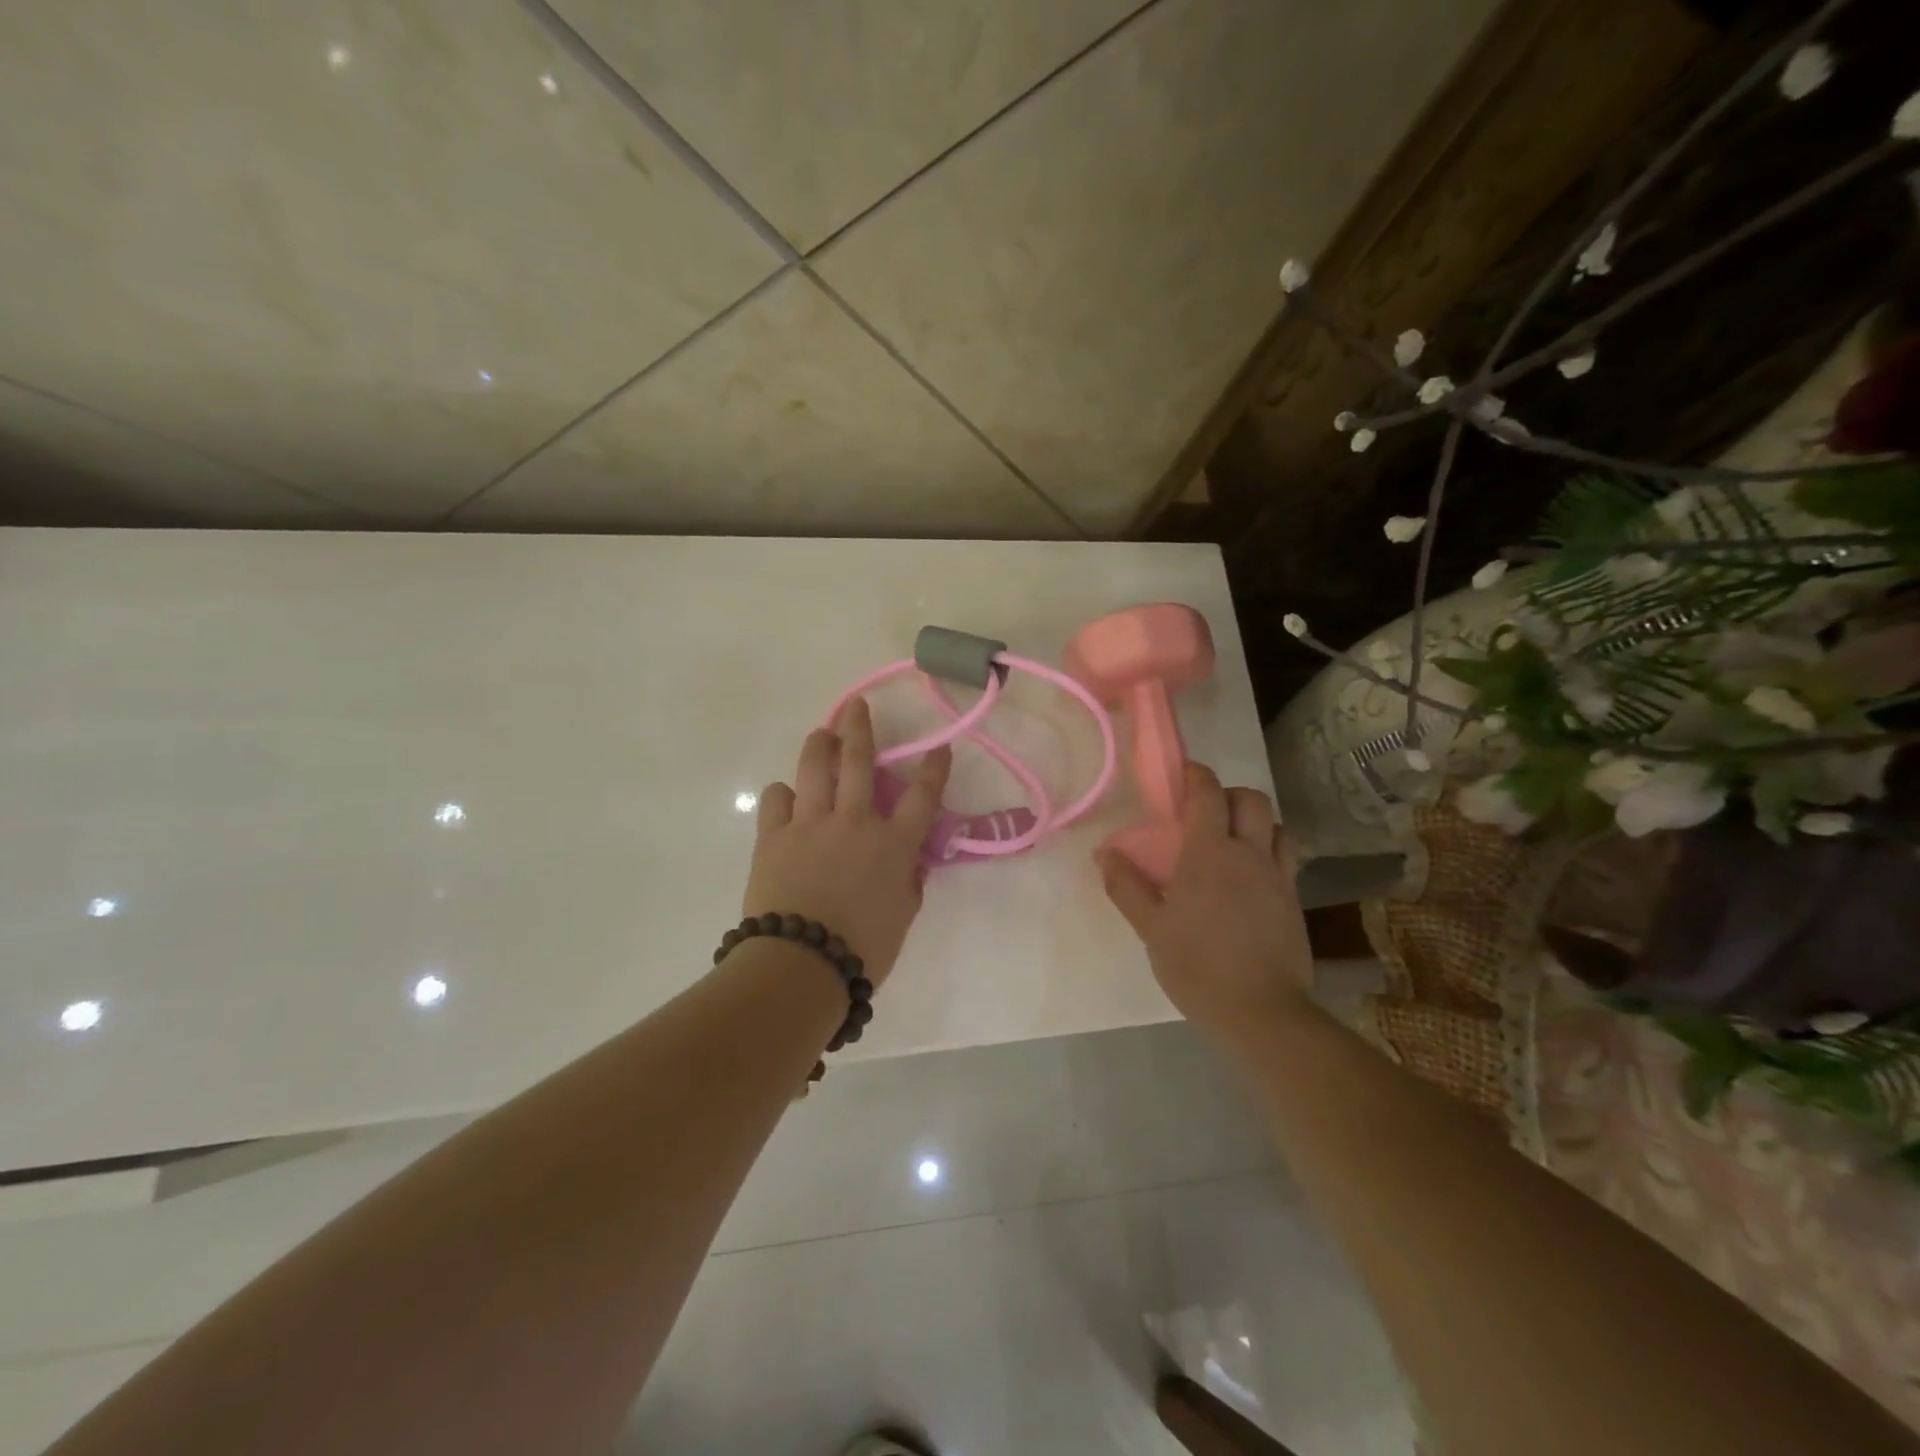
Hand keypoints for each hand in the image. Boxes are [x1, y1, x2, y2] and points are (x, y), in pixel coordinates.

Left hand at [743, 698, 951, 988]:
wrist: (802, 964)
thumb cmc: (863, 949)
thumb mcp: (901, 916)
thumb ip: (908, 882)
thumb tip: (908, 861)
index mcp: (893, 844)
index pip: (923, 796)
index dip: (934, 769)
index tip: (940, 748)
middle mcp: (855, 821)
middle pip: (859, 761)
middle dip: (860, 728)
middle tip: (857, 706)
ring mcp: (811, 823)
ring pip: (815, 767)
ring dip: (819, 744)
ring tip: (821, 733)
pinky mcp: (774, 835)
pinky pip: (777, 799)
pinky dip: (784, 794)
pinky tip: (787, 797)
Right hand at [1096, 764, 1313, 1040]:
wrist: (1262, 1011)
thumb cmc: (1197, 966)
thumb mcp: (1151, 928)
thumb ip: (1126, 887)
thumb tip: (1104, 854)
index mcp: (1210, 853)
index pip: (1208, 793)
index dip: (1196, 775)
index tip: (1182, 775)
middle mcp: (1249, 854)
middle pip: (1252, 800)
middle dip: (1229, 794)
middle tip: (1206, 813)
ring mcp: (1278, 877)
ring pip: (1278, 826)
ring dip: (1256, 822)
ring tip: (1234, 842)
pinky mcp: (1294, 901)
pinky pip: (1287, 859)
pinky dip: (1270, 851)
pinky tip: (1251, 878)